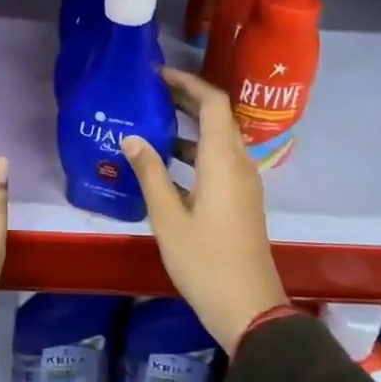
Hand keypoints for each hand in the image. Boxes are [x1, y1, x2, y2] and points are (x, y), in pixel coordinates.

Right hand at [122, 67, 288, 353]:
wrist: (249, 307)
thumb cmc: (205, 262)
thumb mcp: (168, 218)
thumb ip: (149, 173)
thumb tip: (131, 137)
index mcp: (222, 161)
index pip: (213, 103)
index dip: (187, 82)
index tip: (157, 74)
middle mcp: (238, 163)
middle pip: (217, 116)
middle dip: (186, 98)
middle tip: (149, 91)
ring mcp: (243, 182)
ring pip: (217, 139)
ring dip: (189, 124)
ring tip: (151, 120)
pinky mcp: (240, 199)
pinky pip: (218, 160)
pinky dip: (194, 149)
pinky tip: (165, 161)